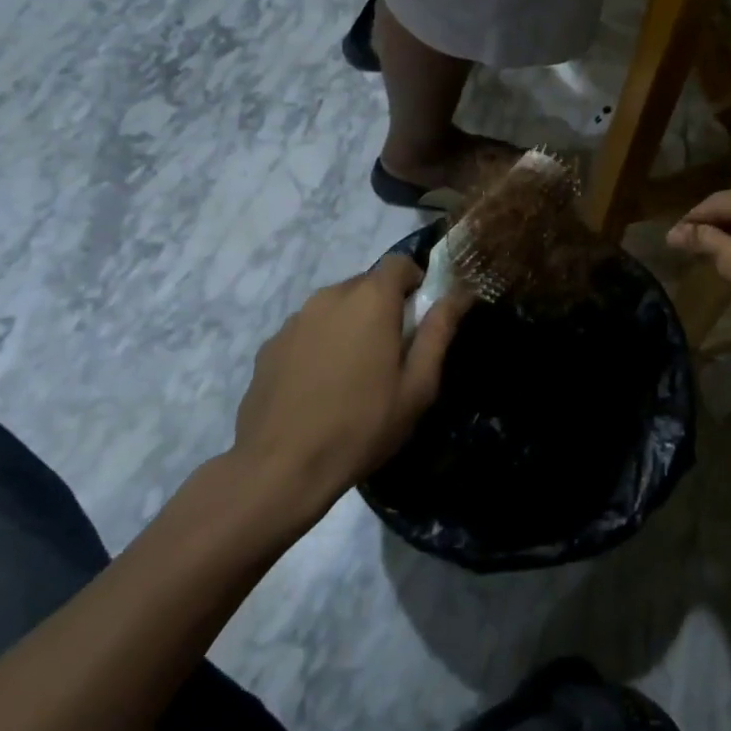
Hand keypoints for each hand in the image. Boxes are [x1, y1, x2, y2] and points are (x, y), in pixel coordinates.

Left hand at [232, 255, 468, 522]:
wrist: (280, 468)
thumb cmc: (362, 425)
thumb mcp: (417, 386)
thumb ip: (439, 332)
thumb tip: (460, 294)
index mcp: (370, 299)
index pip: (399, 263)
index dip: (415, 283)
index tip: (419, 319)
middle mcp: (329, 296)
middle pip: (366, 284)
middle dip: (383, 307)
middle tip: (391, 354)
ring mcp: (294, 320)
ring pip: (335, 307)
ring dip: (350, 325)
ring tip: (353, 374)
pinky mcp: (270, 345)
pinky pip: (308, 330)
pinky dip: (320, 344)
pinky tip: (320, 387)